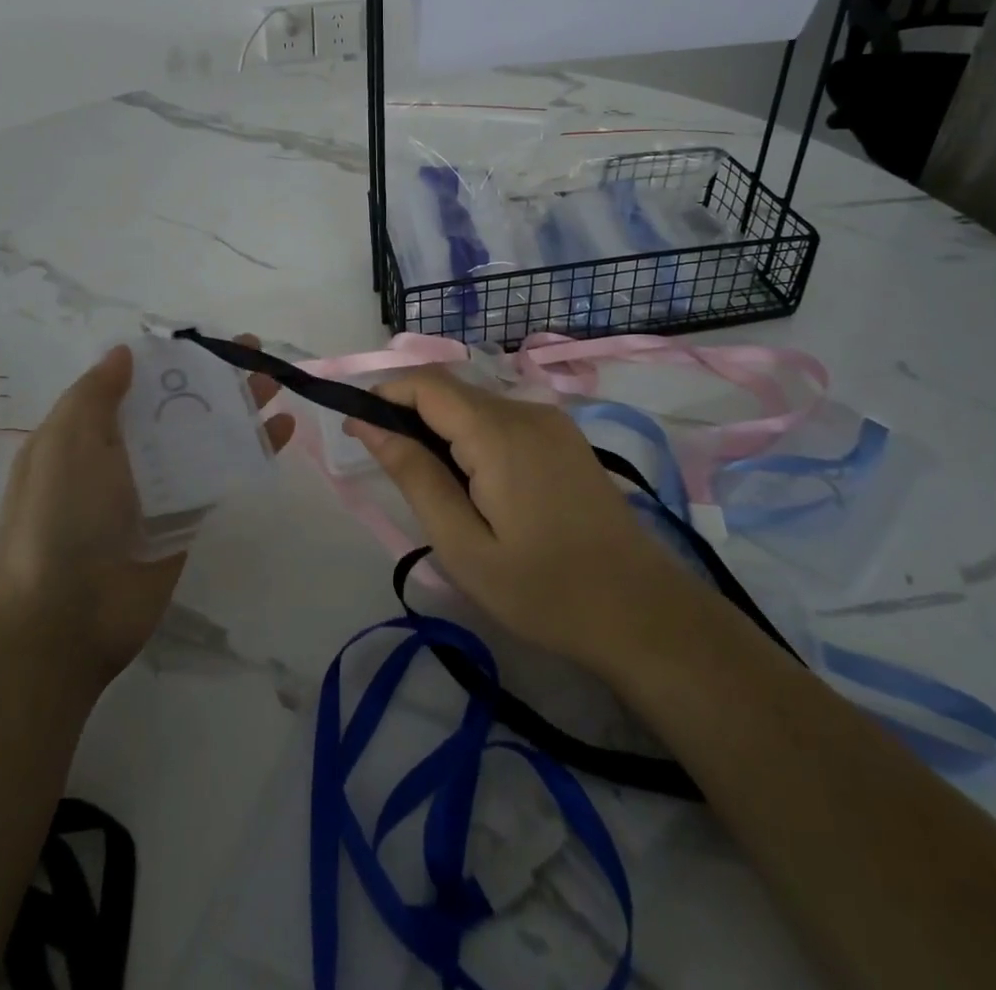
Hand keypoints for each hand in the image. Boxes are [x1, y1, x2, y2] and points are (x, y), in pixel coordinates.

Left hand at [0, 336, 294, 687]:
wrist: (66, 618)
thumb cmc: (60, 518)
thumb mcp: (65, 443)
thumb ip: (96, 395)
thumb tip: (124, 353)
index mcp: (89, 433)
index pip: (137, 384)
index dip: (172, 360)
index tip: (207, 340)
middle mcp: (125, 455)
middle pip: (179, 405)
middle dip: (215, 377)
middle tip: (255, 351)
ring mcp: (159, 488)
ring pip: (206, 436)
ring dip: (240, 408)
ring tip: (277, 382)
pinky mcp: (188, 518)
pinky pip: (223, 475)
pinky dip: (252, 450)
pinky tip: (282, 430)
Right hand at [345, 366, 692, 672]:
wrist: (641, 612)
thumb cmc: (544, 590)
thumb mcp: (463, 545)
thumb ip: (415, 476)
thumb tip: (369, 424)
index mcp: (498, 432)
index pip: (426, 383)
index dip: (383, 394)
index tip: (354, 428)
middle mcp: (526, 410)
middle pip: (451, 391)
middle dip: (408, 414)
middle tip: (389, 470)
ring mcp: (551, 422)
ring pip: (476, 404)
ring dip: (441, 428)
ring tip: (431, 487)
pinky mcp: (565, 438)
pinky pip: (503, 420)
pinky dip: (472, 436)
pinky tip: (473, 484)